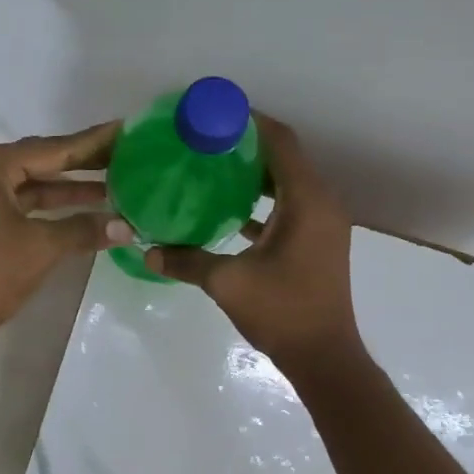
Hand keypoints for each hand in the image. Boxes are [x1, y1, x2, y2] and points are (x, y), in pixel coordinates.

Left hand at [0, 122, 132, 354]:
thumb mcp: (42, 246)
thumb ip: (84, 229)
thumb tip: (126, 227)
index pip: (51, 148)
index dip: (91, 144)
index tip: (123, 130)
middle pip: (40, 161)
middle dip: (82, 164)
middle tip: (125, 156)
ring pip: (31, 185)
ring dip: (69, 189)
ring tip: (114, 186)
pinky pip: (22, 204)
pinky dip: (51, 208)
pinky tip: (84, 212)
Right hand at [144, 116, 362, 371]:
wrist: (325, 357)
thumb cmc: (282, 312)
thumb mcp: (228, 283)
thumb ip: (187, 261)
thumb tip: (148, 252)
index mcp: (307, 202)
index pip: (281, 142)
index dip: (250, 123)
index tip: (214, 116)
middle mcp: (321, 204)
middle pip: (285, 158)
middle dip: (247, 146)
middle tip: (205, 142)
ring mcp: (322, 224)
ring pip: (287, 183)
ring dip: (254, 174)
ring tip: (211, 168)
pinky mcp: (317, 241)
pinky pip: (290, 206)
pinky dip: (262, 200)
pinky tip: (228, 209)